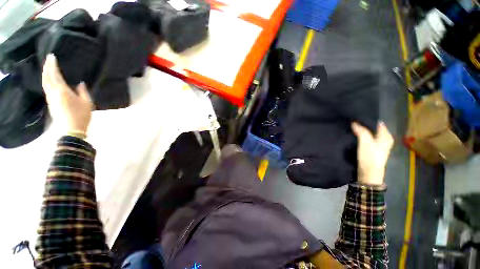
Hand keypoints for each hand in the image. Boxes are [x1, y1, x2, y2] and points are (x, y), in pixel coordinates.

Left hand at [42, 54, 92, 134]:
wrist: (72, 128)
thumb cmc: (81, 115)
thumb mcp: (87, 102)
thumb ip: (82, 91)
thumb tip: (80, 83)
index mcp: (62, 90)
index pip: (55, 74)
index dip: (52, 65)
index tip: (52, 56)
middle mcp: (53, 92)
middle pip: (46, 77)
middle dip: (46, 67)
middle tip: (48, 59)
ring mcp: (50, 98)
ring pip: (44, 82)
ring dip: (45, 73)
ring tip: (47, 67)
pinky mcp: (50, 102)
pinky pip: (46, 88)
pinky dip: (46, 81)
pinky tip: (49, 79)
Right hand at [352, 122, 393, 185]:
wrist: (368, 173)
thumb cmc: (370, 157)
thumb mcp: (365, 142)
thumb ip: (361, 131)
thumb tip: (354, 122)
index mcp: (386, 136)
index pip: (377, 123)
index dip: (367, 120)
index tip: (356, 117)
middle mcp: (384, 139)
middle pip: (373, 129)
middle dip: (364, 125)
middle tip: (353, 122)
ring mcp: (378, 145)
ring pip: (369, 134)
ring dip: (362, 131)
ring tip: (352, 128)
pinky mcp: (372, 150)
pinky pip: (366, 139)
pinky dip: (361, 137)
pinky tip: (354, 136)